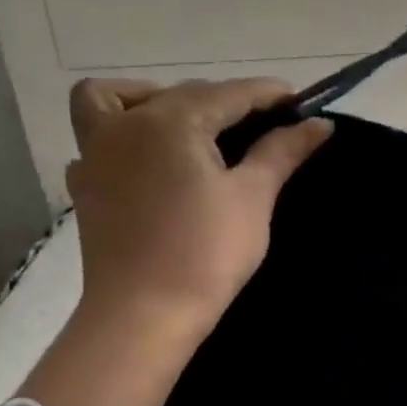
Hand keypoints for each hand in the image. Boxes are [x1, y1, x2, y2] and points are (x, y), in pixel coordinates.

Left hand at [64, 77, 332, 345]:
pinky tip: (156, 163)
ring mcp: (96, 154)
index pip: (229, 93)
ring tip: (192, 127)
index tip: (302, 102)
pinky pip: (99, 138)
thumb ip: (282, 152)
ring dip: (155, 100)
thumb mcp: (253, 196)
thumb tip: (320, 125)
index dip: (269, 94)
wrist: (144, 312)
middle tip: (266, 126)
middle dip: (226, 100)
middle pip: (182, 94)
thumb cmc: (207, 251)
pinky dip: (127, 136)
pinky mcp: (86, 185)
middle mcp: (125, 125)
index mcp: (170, 121)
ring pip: (116, 100)